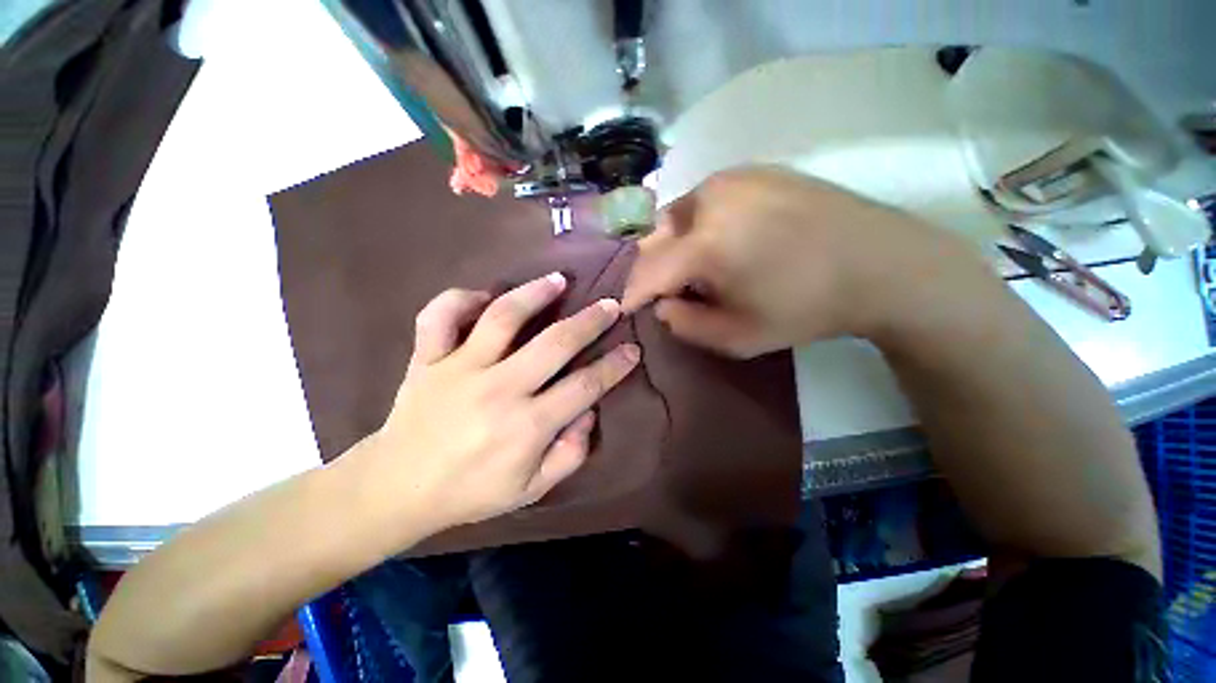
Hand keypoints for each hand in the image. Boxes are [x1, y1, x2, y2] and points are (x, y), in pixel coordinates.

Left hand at [353, 273, 640, 534]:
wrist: (397, 488)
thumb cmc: (472, 491)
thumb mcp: (532, 489)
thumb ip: (570, 454)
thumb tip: (589, 413)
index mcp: (526, 425)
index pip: (585, 387)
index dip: (614, 366)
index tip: (632, 349)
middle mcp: (498, 389)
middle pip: (555, 343)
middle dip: (590, 321)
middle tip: (610, 305)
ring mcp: (459, 368)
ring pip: (502, 317)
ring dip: (535, 293)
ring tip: (558, 280)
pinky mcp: (427, 359)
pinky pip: (440, 316)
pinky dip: (460, 299)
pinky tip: (482, 296)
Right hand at [622, 166, 982, 356]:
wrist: (881, 264)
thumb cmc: (806, 309)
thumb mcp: (737, 337)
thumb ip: (686, 325)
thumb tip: (662, 304)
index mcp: (705, 244)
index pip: (647, 271)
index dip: (633, 293)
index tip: (628, 307)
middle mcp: (710, 199)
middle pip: (655, 237)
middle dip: (654, 267)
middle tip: (668, 289)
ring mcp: (734, 177)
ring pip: (678, 215)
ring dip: (676, 244)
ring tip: (699, 266)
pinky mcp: (755, 170)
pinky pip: (706, 199)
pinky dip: (700, 223)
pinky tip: (724, 240)